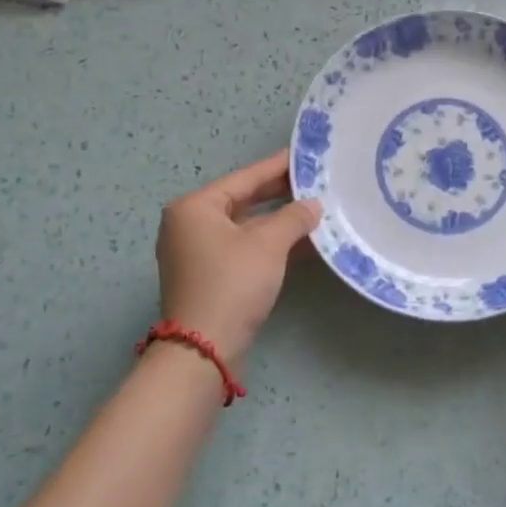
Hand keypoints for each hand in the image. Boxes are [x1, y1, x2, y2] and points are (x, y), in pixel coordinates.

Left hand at [155, 150, 321, 368]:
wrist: (203, 351)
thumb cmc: (232, 284)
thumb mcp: (269, 244)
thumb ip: (294, 217)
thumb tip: (313, 205)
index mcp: (195, 208)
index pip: (244, 178)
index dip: (277, 166)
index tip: (303, 155)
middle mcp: (189, 225)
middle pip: (243, 200)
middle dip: (279, 195)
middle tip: (315, 182)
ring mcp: (196, 253)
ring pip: (245, 227)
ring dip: (279, 222)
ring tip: (316, 211)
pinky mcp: (208, 277)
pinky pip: (243, 249)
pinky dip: (270, 245)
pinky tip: (303, 244)